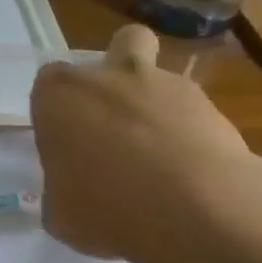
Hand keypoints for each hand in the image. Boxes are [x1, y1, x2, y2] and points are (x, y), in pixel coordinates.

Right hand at [30, 24, 255, 262]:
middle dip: (117, 75)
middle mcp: (110, 76)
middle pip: (117, 48)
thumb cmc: (105, 208)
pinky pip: (193, 114)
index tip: (65, 141)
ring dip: (157, 106)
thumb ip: (61, 191)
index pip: (48, 83)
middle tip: (115, 124)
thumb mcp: (60, 214)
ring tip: (161, 159)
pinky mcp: (212, 107)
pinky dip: (190, 135)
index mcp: (60, 95)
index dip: (57, 109)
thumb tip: (72, 193)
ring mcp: (166, 85)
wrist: (196, 210)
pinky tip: (191, 175)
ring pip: (160, 77)